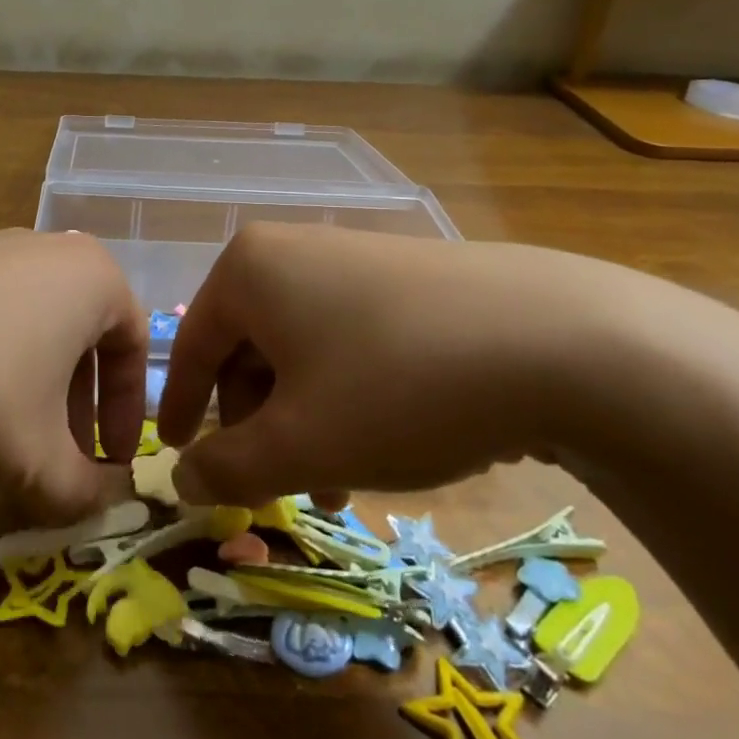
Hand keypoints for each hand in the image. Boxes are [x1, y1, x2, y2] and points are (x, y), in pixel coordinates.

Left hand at [0, 229, 147, 521]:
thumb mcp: (34, 456)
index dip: (128, 412)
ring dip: (28, 384)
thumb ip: (84, 486)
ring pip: (27, 322)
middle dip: (76, 401)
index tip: (110, 463)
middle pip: (78, 332)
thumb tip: (110, 502)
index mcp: (87, 275)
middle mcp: (40, 247)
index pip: (132, 344)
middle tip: (57, 456)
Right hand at [156, 223, 663, 505]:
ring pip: (303, 352)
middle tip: (278, 487)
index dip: (181, 407)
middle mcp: (293, 251)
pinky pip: (349, 340)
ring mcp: (353, 258)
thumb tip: (182, 479)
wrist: (559, 341)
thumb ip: (228, 467)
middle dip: (258, 426)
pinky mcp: (404, 278)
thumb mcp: (301, 443)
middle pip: (250, 349)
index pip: (194, 345)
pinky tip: (386, 441)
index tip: (178, 455)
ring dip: (305, 421)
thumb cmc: (397, 386)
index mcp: (250, 270)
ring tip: (340, 485)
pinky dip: (347, 395)